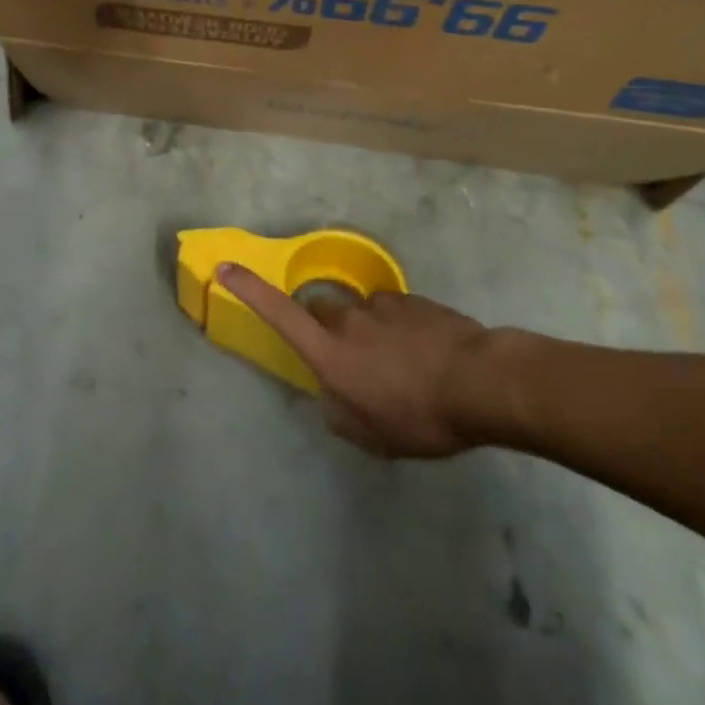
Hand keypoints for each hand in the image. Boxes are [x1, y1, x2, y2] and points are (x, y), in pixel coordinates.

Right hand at [216, 264, 492, 458]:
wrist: (479, 381)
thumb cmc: (418, 415)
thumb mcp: (371, 436)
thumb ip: (338, 412)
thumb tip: (331, 393)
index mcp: (329, 352)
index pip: (279, 314)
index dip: (249, 290)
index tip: (225, 268)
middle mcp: (348, 319)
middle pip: (321, 311)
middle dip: (326, 330)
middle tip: (353, 364)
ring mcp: (381, 305)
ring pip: (360, 313)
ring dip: (369, 333)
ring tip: (401, 367)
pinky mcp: (411, 300)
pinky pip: (392, 312)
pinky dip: (398, 330)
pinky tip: (424, 355)